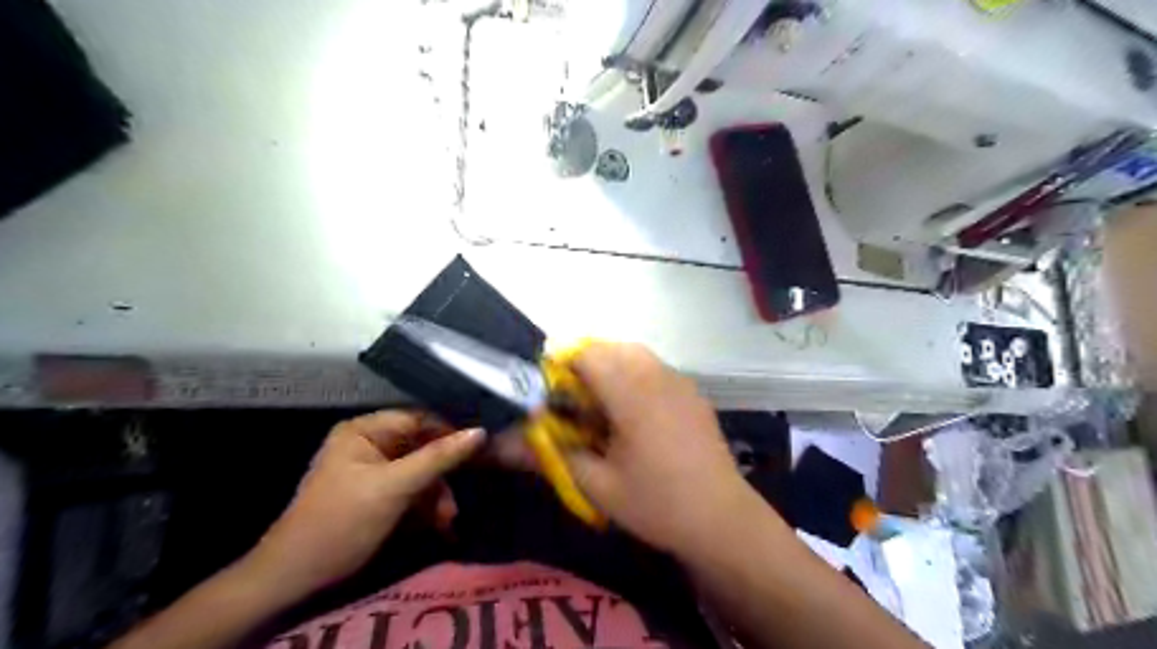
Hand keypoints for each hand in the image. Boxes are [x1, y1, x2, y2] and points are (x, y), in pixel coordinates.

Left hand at [251, 410, 483, 598]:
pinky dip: (424, 506)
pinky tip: (437, 525)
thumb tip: (481, 431)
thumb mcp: (395, 487)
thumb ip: (438, 457)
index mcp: (364, 430)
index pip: (419, 419)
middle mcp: (368, 444)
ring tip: (447, 521)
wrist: (295, 580)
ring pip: (419, 472)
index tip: (479, 452)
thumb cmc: (342, 522)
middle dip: (441, 476)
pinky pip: (410, 490)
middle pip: (422, 447)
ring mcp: (372, 470)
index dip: (449, 433)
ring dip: (436, 496)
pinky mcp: (375, 495)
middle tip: (457, 501)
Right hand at [564, 346, 760, 557]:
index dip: (561, 366)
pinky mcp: (692, 392)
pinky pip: (654, 368)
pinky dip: (633, 376)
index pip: (588, 354)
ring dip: (610, 368)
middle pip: (611, 347)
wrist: (721, 518)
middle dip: (584, 366)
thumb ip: (552, 454)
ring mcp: (679, 381)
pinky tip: (634, 415)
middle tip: (574, 404)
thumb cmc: (656, 504)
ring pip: (634, 353)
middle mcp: (657, 376)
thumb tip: (502, 444)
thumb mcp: (597, 485)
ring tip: (601, 408)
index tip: (551, 396)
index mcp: (632, 393)